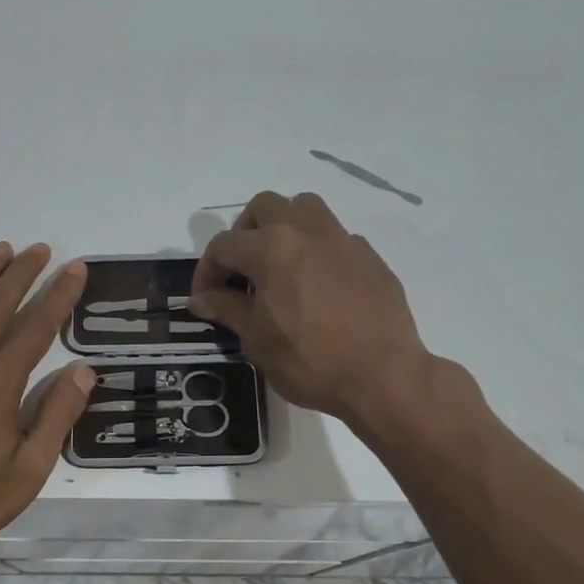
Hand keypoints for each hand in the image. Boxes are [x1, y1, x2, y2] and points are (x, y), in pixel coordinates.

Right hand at [191, 192, 436, 428]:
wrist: (383, 377)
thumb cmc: (309, 362)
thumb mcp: (257, 340)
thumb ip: (227, 309)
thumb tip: (200, 299)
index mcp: (272, 249)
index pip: (224, 245)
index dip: (206, 270)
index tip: (205, 298)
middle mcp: (307, 232)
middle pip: (264, 206)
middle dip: (244, 232)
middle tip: (241, 269)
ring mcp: (343, 241)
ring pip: (306, 208)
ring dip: (284, 226)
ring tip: (279, 264)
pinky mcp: (370, 258)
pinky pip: (336, 238)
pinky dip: (318, 251)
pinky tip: (318, 286)